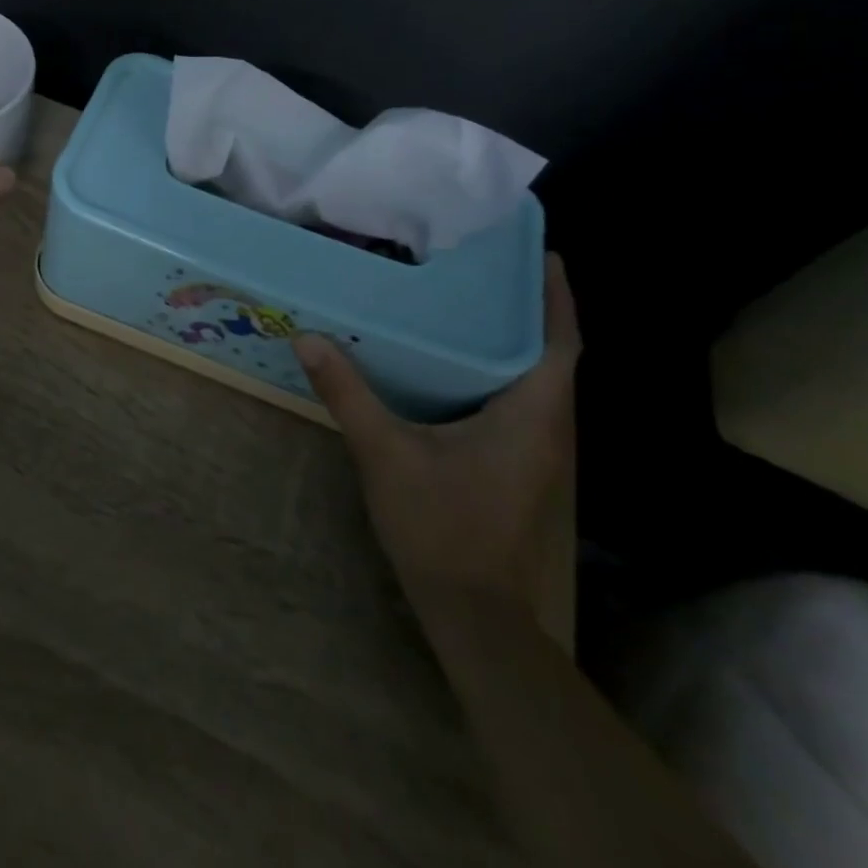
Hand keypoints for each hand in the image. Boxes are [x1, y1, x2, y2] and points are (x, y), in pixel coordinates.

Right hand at [294, 254, 579, 624]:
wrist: (474, 614)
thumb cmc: (441, 526)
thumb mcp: (385, 453)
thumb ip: (348, 393)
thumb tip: (308, 338)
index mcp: (531, 415)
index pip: (559, 342)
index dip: (556, 296)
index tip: (541, 253)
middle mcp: (546, 427)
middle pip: (549, 353)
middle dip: (527, 307)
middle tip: (485, 265)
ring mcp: (535, 451)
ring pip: (533, 379)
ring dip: (510, 339)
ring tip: (466, 300)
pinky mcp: (517, 467)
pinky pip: (515, 401)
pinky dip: (494, 371)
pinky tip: (450, 362)